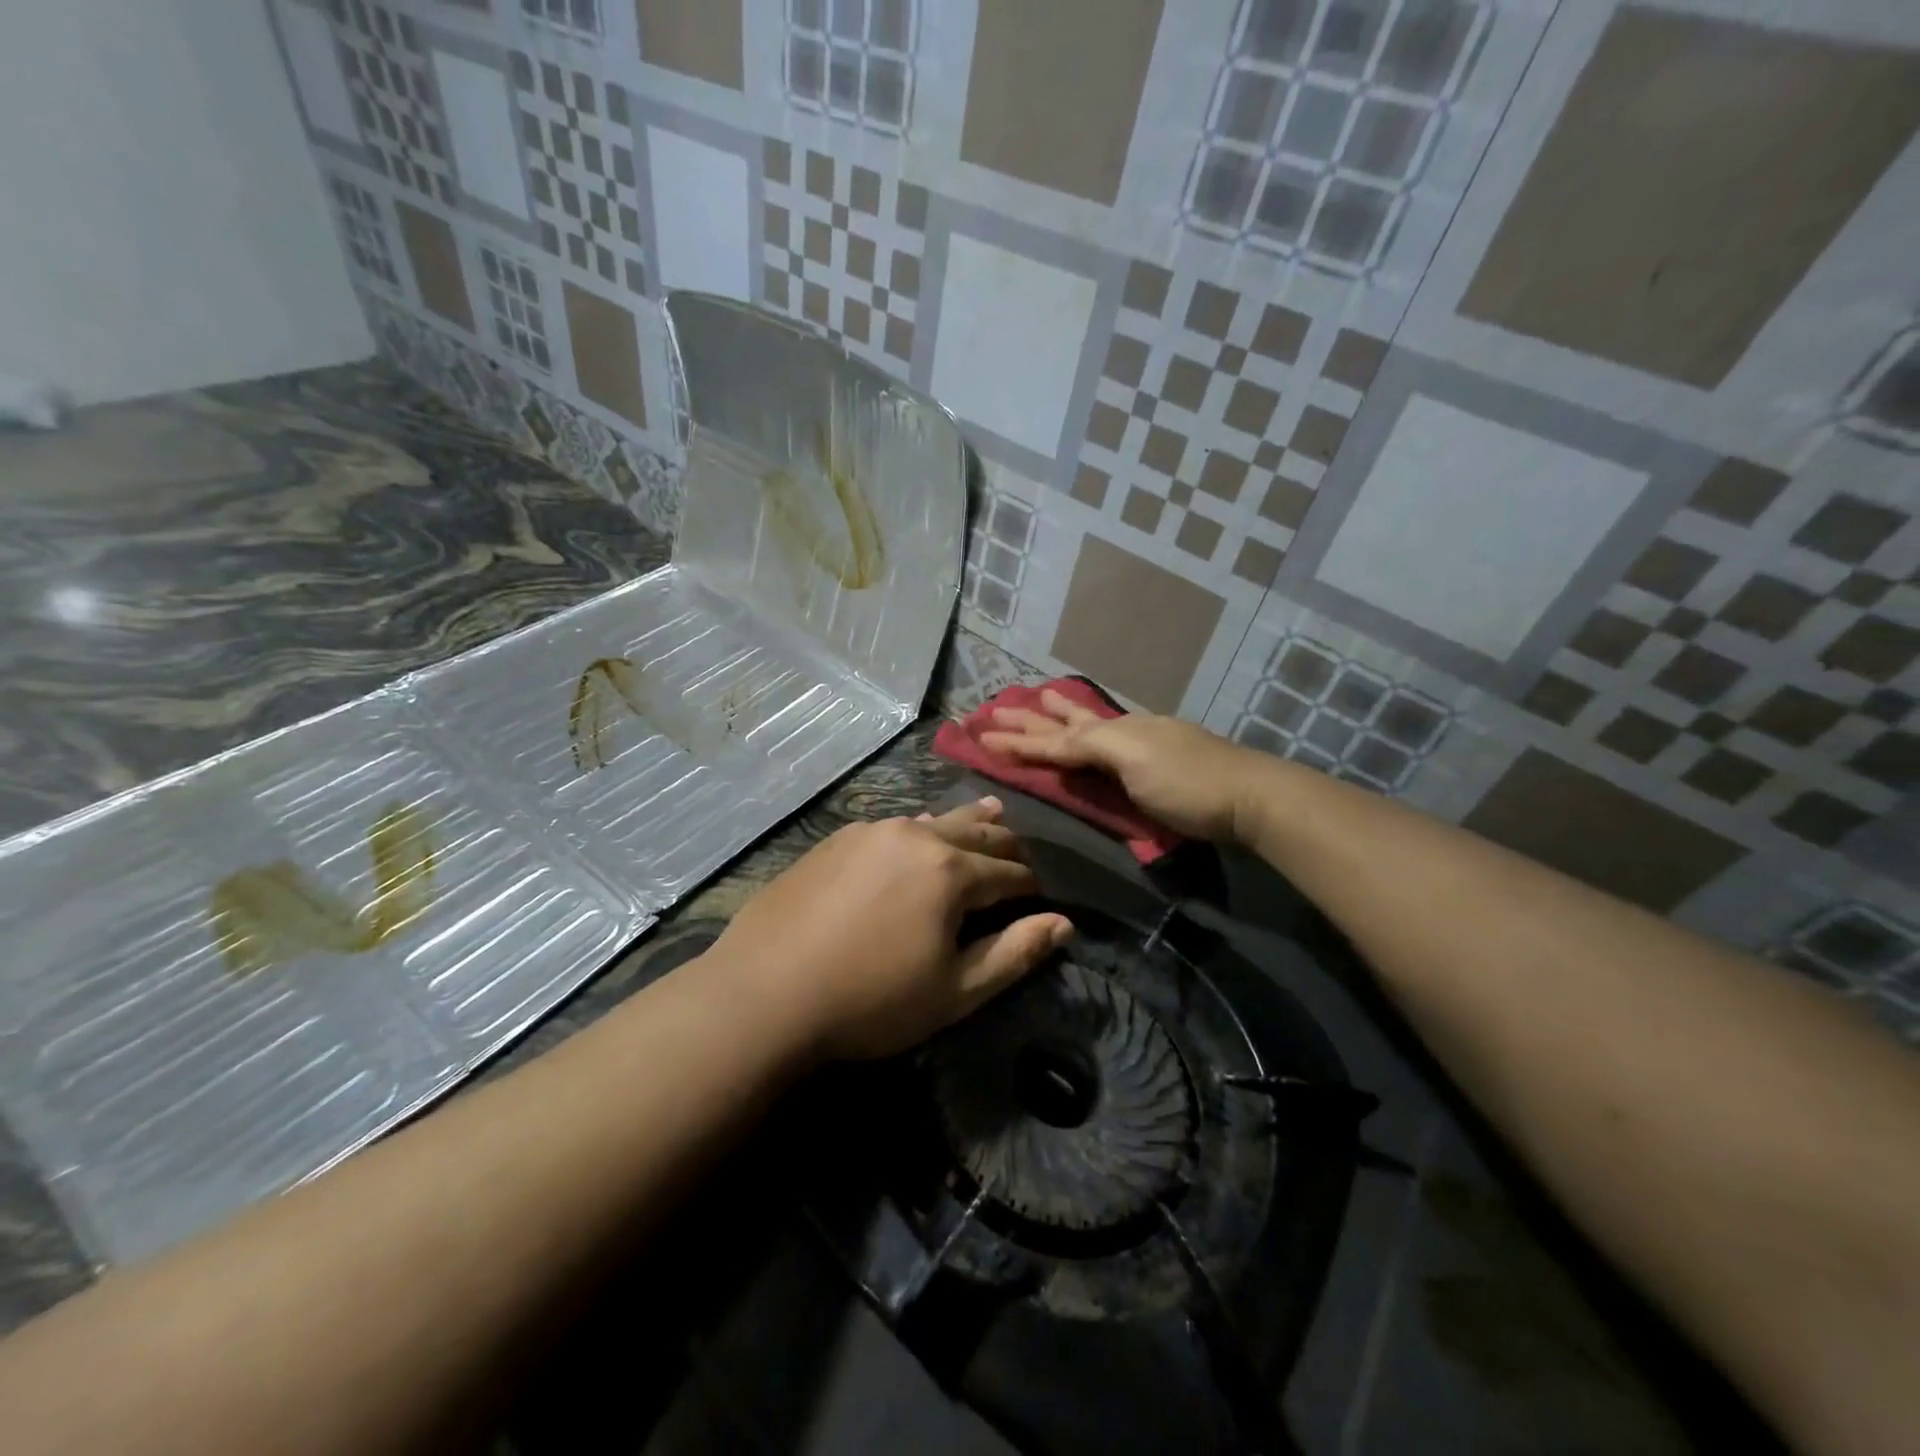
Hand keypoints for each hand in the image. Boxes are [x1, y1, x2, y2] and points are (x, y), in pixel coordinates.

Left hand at [707, 798, 1072, 1060]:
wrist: (764, 993)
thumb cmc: (870, 1001)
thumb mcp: (954, 991)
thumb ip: (1014, 954)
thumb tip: (1064, 923)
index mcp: (951, 871)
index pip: (1010, 871)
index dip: (1033, 884)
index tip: (1047, 891)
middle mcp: (915, 836)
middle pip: (977, 831)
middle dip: (1007, 842)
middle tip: (1027, 849)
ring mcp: (871, 831)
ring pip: (935, 820)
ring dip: (968, 822)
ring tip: (993, 811)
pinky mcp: (837, 839)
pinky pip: (895, 826)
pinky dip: (921, 829)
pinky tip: (920, 830)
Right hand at [979, 690, 1254, 841]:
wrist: (1250, 797)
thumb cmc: (1188, 783)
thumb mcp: (1134, 761)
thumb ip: (1092, 745)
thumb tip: (1056, 738)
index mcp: (1115, 732)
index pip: (1057, 737)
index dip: (1020, 739)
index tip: (984, 735)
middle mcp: (1125, 731)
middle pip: (1069, 724)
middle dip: (1032, 719)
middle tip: (998, 707)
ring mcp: (1146, 743)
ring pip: (1093, 725)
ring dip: (1062, 714)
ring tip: (1040, 699)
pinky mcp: (1162, 761)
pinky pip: (1114, 737)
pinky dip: (1092, 730)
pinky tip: (1095, 728)